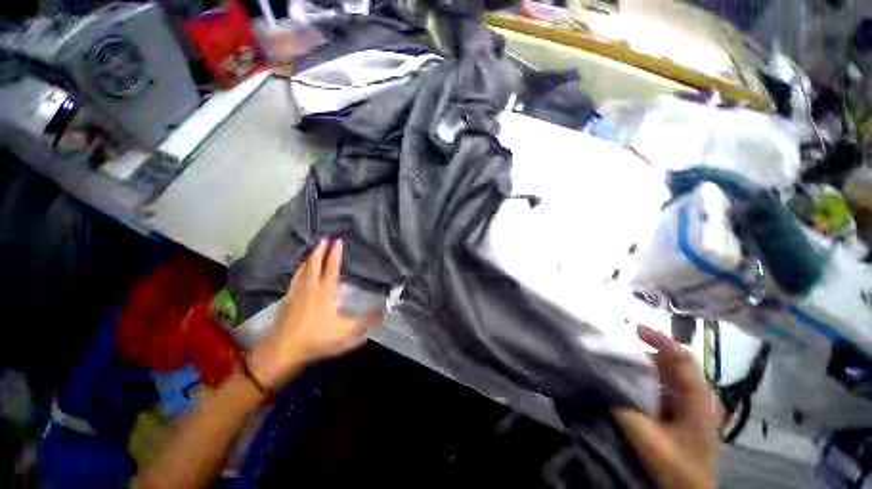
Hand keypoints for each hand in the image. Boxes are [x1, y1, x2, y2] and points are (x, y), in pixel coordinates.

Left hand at [248, 239, 380, 389]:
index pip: (332, 268)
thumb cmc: (317, 338)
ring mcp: (296, 294)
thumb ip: (366, 321)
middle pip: (314, 265)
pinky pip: (294, 280)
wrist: (284, 351)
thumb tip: (382, 313)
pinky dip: (298, 271)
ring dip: (308, 259)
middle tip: (324, 239)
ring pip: (302, 271)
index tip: (338, 241)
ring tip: (312, 251)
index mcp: (325, 292)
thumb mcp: (347, 332)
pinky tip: (298, 273)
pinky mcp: (286, 301)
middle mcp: (310, 288)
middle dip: (320, 251)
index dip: (335, 254)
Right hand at [613, 326, 719, 488]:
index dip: (661, 340)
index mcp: (698, 400)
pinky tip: (630, 378)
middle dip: (645, 350)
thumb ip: (625, 410)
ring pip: (667, 369)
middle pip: (672, 360)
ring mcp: (691, 399)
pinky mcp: (682, 405)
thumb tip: (601, 379)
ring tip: (618, 361)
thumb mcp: (649, 441)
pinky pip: (663, 380)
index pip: (682, 359)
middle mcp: (698, 393)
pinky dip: (645, 374)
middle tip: (616, 350)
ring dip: (643, 362)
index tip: (635, 329)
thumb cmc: (676, 467)